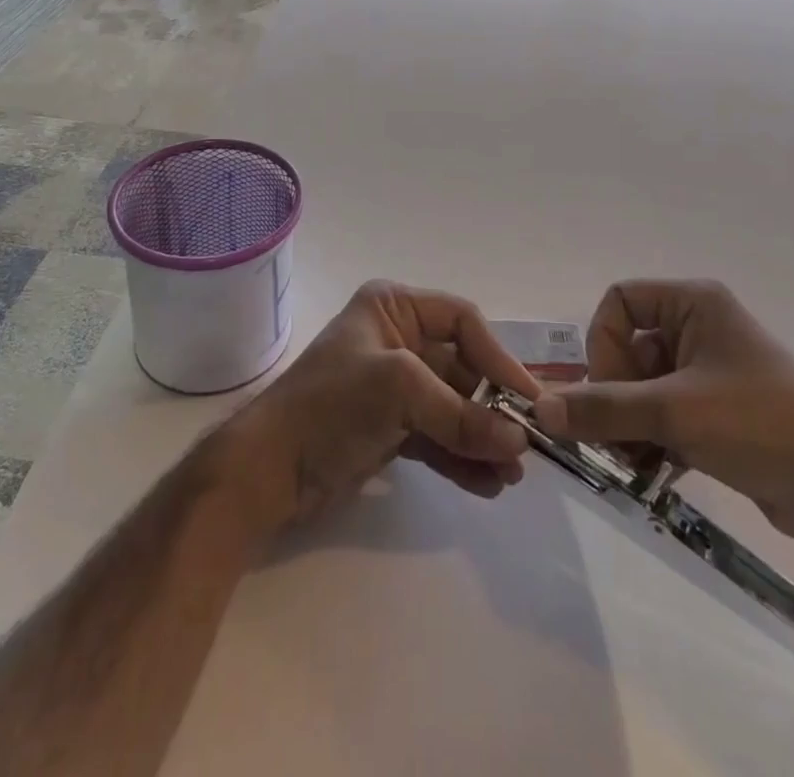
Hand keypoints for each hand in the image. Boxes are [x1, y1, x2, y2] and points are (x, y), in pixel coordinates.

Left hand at [227, 281, 542, 532]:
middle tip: (525, 446)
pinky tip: (487, 485)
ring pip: (453, 407)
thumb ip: (461, 416)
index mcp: (394, 307)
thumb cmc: (331, 404)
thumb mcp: (399, 392)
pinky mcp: (390, 429)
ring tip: (511, 476)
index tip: (527, 398)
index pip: (462, 321)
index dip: (497, 357)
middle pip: (461, 368)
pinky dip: (461, 458)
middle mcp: (397, 339)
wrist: (266, 471)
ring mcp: (394, 387)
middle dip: (492, 407)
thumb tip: (519, 442)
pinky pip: (437, 437)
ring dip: (481, 438)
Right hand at [533, 279, 793, 551]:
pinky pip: (666, 412)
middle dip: (616, 394)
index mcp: (693, 303)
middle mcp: (699, 327)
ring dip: (631, 422)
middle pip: (628, 347)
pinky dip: (653, 437)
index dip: (604, 344)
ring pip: (644, 385)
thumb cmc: (758, 423)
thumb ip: (602, 409)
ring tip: (637, 460)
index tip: (612, 390)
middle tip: (619, 438)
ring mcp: (711, 371)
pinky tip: (657, 470)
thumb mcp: (673, 412)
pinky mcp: (720, 411)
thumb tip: (540, 408)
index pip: (620, 302)